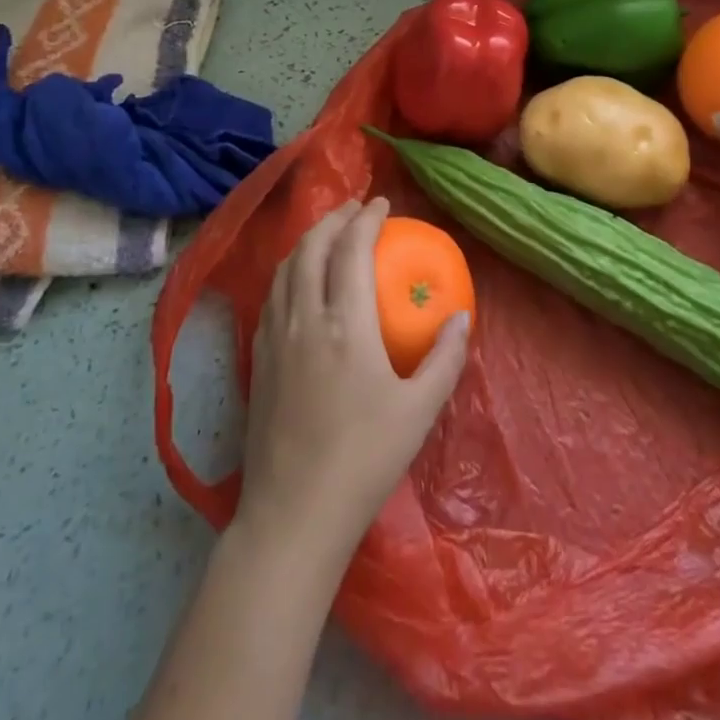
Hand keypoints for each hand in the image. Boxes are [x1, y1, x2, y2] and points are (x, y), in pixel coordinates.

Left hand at [235, 198, 470, 567]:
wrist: (292, 516)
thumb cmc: (363, 462)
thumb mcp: (418, 412)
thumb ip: (445, 359)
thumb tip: (461, 316)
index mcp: (345, 325)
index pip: (351, 250)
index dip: (366, 219)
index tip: (381, 203)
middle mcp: (304, 319)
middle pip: (311, 247)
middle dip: (333, 218)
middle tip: (354, 208)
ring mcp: (275, 338)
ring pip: (285, 268)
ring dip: (308, 240)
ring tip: (328, 233)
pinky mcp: (258, 359)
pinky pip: (271, 295)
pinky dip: (288, 270)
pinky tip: (298, 281)